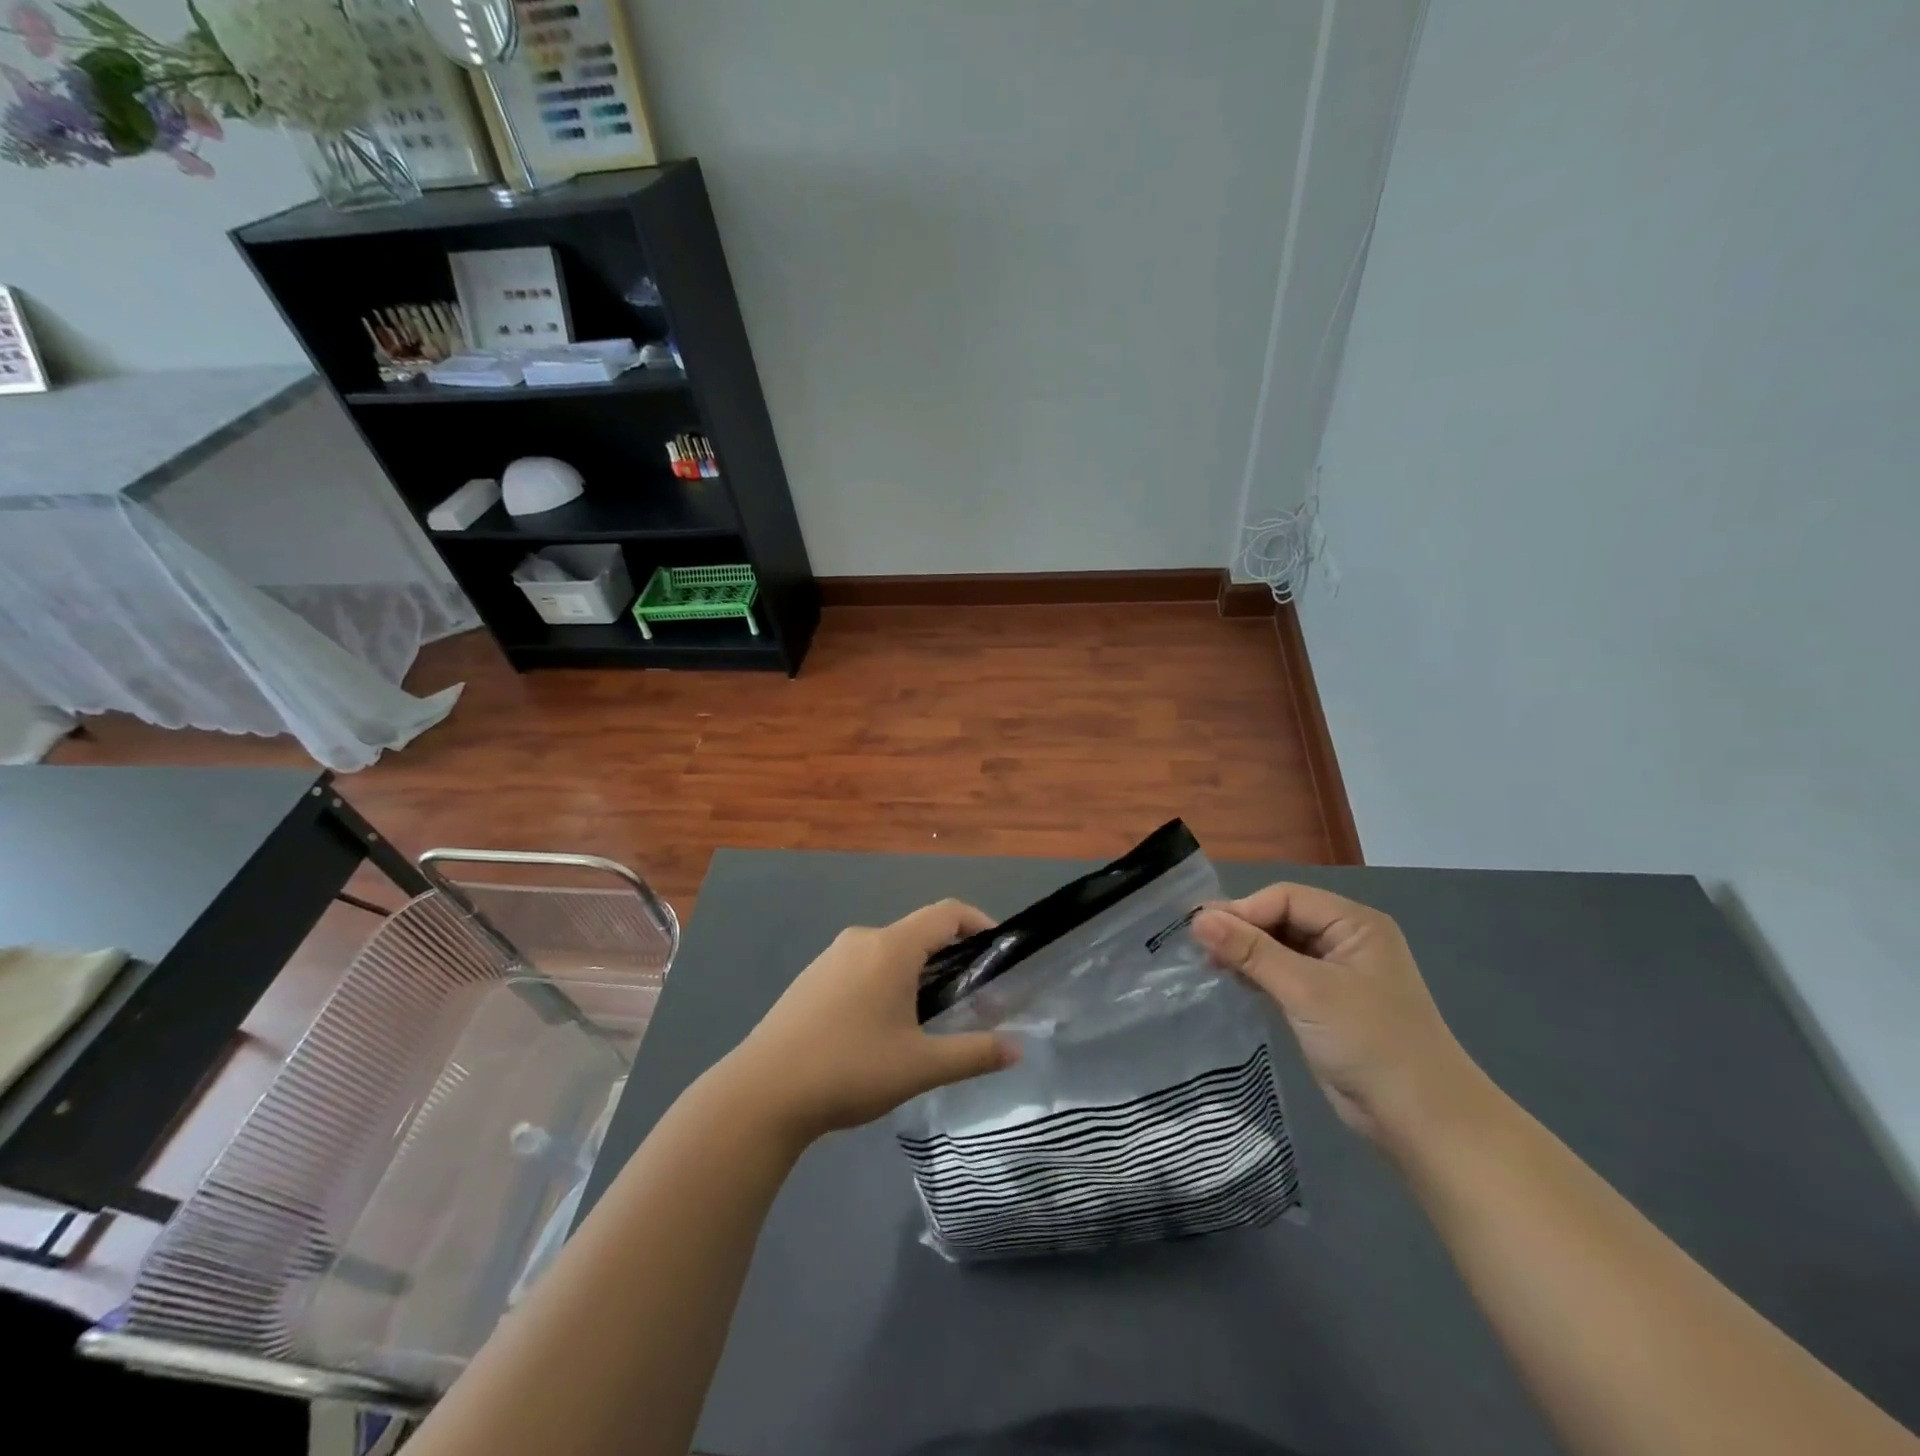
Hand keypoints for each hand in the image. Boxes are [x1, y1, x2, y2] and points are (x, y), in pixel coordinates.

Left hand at [723, 900, 1019, 1146]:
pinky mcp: (811, 977)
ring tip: (928, 1017)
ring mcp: (831, 956)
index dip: (978, 922)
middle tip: (970, 996)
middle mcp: (862, 939)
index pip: (946, 913)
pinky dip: (885, 980)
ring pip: (888, 951)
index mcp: (891, 948)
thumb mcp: (920, 1066)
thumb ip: (973, 1053)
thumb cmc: (849, 1070)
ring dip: (916, 971)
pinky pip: (862, 965)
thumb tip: (1017, 1049)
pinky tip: (881, 1027)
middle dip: (950, 956)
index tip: (998, 950)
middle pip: (918, 932)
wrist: (762, 1092)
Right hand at [1192, 884, 1483, 1147]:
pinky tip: (1232, 982)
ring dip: (1246, 953)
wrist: (1422, 1121)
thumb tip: (1198, 919)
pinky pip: (1282, 974)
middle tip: (1197, 947)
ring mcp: (1337, 973)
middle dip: (1242, 930)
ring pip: (1279, 947)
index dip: (1244, 910)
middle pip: (1281, 918)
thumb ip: (1252, 951)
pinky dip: (1257, 975)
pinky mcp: (1325, 1004)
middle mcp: (1346, 940)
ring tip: (1208, 965)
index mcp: (1354, 923)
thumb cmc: (1370, 1043)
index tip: (1202, 931)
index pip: (1286, 897)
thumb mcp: (1307, 991)